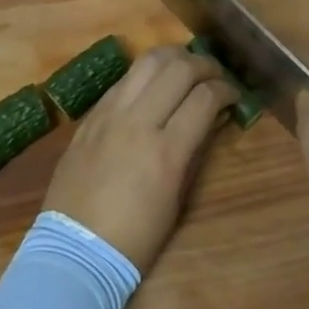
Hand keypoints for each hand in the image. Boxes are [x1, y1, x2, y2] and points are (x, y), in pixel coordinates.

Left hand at [43, 45, 237, 272]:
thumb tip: (210, 118)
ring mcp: (111, 114)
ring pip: (148, 61)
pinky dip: (146, 73)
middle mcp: (138, 121)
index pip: (205, 98)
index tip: (233, 93)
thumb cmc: (135, 238)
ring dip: (174, 57)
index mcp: (166, 151)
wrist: (75, 251)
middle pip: (179, 68)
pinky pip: (124, 79)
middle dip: (205, 65)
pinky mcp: (91, 115)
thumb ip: (194, 151)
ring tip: (186, 66)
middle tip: (215, 74)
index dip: (226, 89)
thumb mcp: (177, 199)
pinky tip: (153, 82)